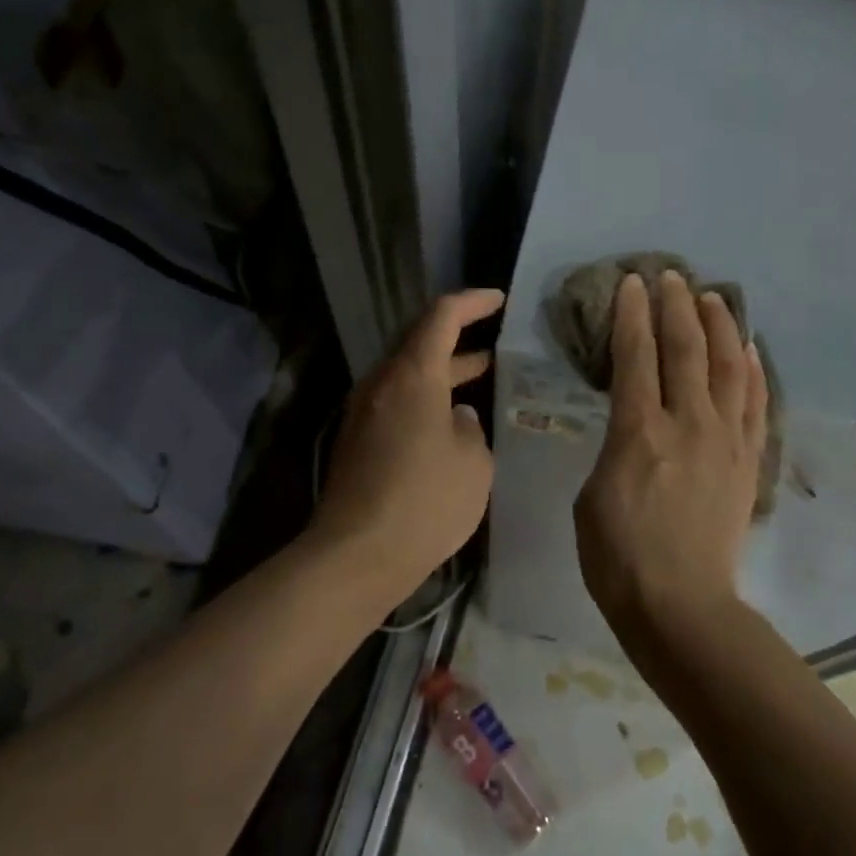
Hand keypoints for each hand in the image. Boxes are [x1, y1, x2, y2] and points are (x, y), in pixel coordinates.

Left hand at [311, 288, 504, 598]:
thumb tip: (456, 417)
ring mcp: (363, 413)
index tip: (499, 299)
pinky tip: (451, 422)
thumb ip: (470, 428)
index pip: (442, 316)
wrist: (356, 556)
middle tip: (496, 341)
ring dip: (443, 372)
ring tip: (482, 376)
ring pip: (408, 375)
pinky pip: (396, 403)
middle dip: (459, 338)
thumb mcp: (473, 463)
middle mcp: (381, 384)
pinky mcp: (357, 442)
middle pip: (420, 344)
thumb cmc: (425, 501)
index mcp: (413, 375)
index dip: (472, 302)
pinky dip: (425, 399)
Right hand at [574, 270, 768, 641]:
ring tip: (714, 297)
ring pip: (728, 367)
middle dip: (676, 306)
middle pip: (686, 350)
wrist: (681, 605)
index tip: (632, 283)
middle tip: (672, 276)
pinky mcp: (748, 461)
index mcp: (639, 432)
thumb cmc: (618, 557)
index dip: (633, 314)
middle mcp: (688, 424)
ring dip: (720, 327)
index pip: (636, 356)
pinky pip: (756, 404)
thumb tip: (633, 430)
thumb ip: (614, 449)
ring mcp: (725, 440)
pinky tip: (749, 350)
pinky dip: (753, 371)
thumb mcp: (592, 495)